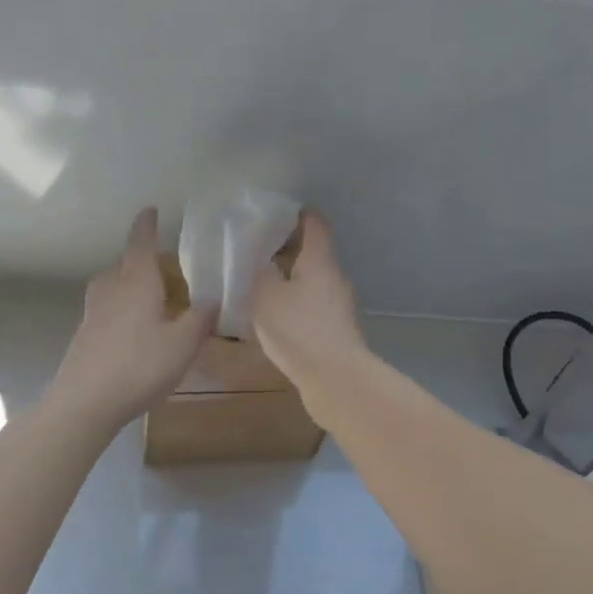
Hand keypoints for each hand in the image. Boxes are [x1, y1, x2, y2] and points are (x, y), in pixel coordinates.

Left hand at [46, 208, 216, 429]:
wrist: (84, 402)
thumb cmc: (139, 366)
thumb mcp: (183, 344)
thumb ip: (200, 320)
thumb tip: (212, 300)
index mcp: (137, 282)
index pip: (141, 243)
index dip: (147, 225)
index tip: (150, 210)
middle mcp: (111, 289)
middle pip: (124, 265)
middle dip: (142, 260)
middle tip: (165, 268)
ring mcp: (93, 312)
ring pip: (112, 286)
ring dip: (128, 285)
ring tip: (150, 298)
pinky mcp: (84, 335)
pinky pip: (105, 309)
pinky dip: (120, 309)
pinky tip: (134, 331)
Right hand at [249, 210, 367, 398]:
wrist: (335, 380)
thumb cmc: (299, 330)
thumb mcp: (265, 296)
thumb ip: (256, 272)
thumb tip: (255, 258)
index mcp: (320, 260)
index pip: (314, 224)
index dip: (295, 214)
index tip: (272, 213)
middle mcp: (334, 277)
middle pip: (313, 251)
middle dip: (286, 247)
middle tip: (255, 248)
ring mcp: (338, 305)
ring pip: (312, 279)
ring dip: (289, 277)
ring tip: (259, 282)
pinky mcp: (335, 329)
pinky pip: (312, 304)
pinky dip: (294, 301)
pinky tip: (273, 315)